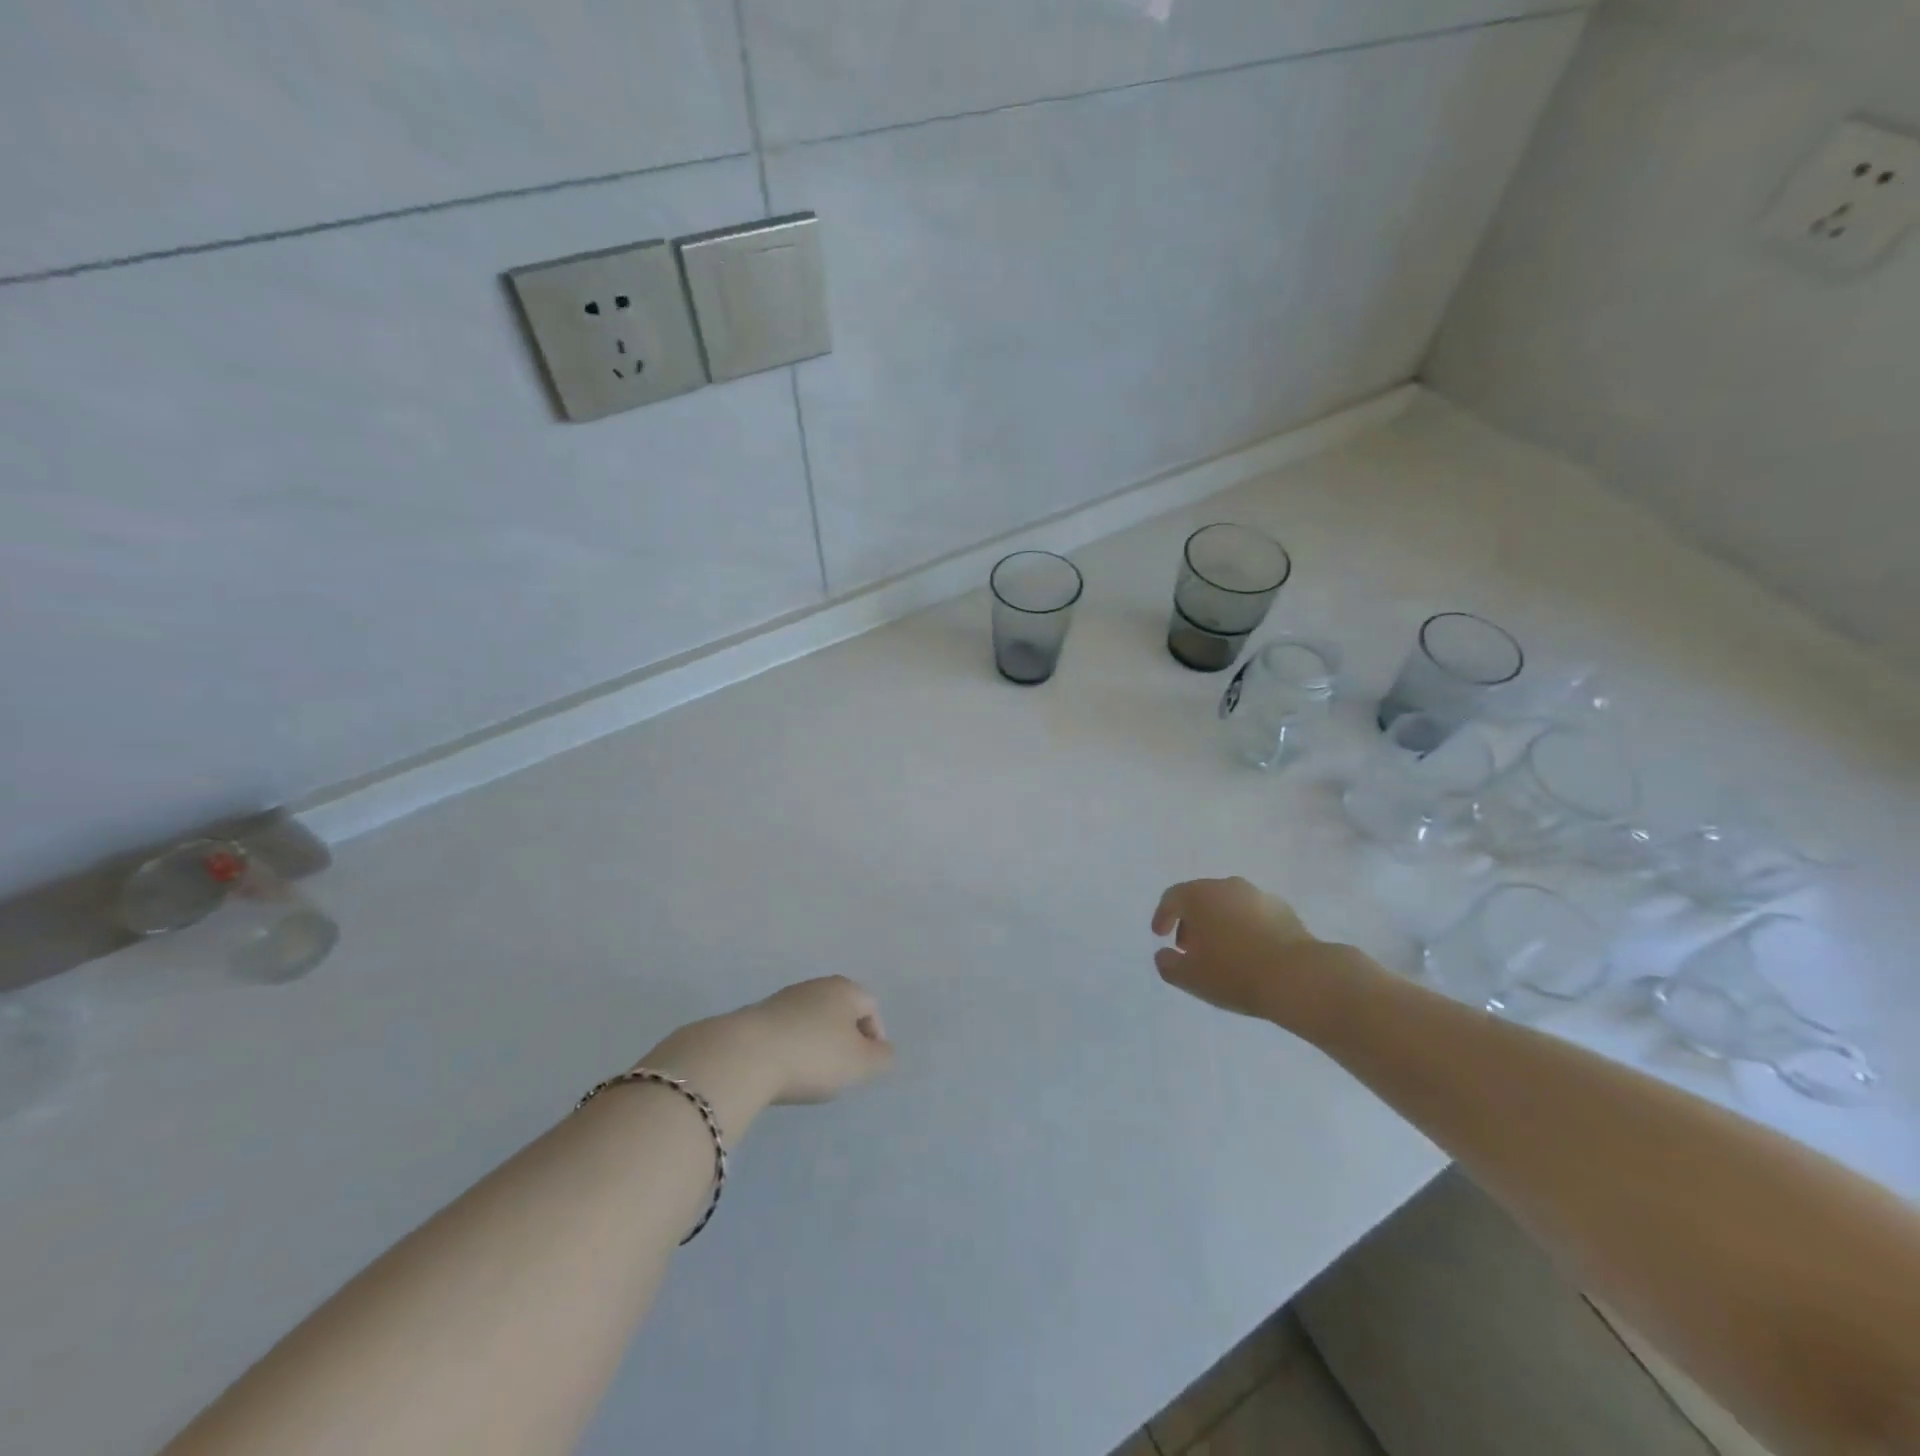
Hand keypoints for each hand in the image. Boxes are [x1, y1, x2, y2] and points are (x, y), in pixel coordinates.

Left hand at [721, 976, 895, 1105]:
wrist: (745, 1056)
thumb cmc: (813, 1056)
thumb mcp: (860, 1064)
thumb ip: (882, 1057)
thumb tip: (884, 1051)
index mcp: (845, 989)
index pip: (871, 1006)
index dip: (874, 1037)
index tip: (864, 1066)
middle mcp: (816, 985)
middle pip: (840, 1011)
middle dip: (844, 1040)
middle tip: (840, 1072)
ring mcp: (783, 998)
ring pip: (812, 1020)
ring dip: (816, 1044)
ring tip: (809, 1075)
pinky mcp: (756, 1016)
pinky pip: (786, 1031)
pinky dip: (790, 1048)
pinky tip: (783, 1071)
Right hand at [1151, 877, 1329, 1023]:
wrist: (1299, 977)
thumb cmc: (1234, 973)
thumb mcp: (1190, 977)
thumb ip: (1168, 964)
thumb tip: (1164, 955)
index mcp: (1200, 895)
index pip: (1172, 898)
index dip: (1162, 916)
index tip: (1159, 935)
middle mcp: (1228, 886)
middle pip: (1201, 898)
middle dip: (1191, 921)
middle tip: (1188, 947)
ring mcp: (1259, 896)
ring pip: (1228, 905)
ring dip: (1218, 924)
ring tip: (1220, 953)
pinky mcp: (1284, 910)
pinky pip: (1253, 915)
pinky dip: (1244, 928)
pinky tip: (1249, 953)